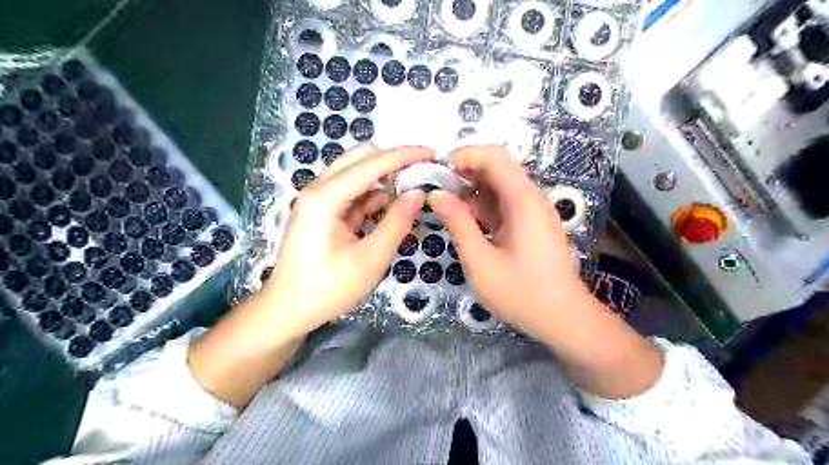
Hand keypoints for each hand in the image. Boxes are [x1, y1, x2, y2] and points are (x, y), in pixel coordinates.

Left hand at [262, 145, 434, 341]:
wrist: (289, 309)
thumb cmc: (328, 289)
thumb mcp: (370, 259)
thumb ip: (396, 223)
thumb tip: (419, 193)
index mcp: (325, 198)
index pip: (372, 163)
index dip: (405, 155)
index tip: (433, 153)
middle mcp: (319, 189)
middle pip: (361, 158)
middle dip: (394, 161)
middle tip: (423, 172)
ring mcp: (319, 199)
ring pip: (357, 174)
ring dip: (385, 178)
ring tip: (414, 189)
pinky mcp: (323, 211)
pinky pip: (353, 193)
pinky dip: (375, 196)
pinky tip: (393, 206)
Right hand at [427, 145, 588, 337]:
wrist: (564, 319)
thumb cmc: (521, 293)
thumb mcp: (480, 261)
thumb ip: (458, 224)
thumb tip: (436, 195)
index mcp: (523, 200)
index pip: (495, 157)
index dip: (465, 154)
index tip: (439, 168)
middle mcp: (531, 198)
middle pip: (498, 167)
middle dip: (466, 171)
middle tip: (438, 187)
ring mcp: (533, 211)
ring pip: (500, 185)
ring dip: (473, 189)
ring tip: (447, 204)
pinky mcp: (532, 224)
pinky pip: (505, 203)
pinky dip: (484, 205)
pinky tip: (467, 220)